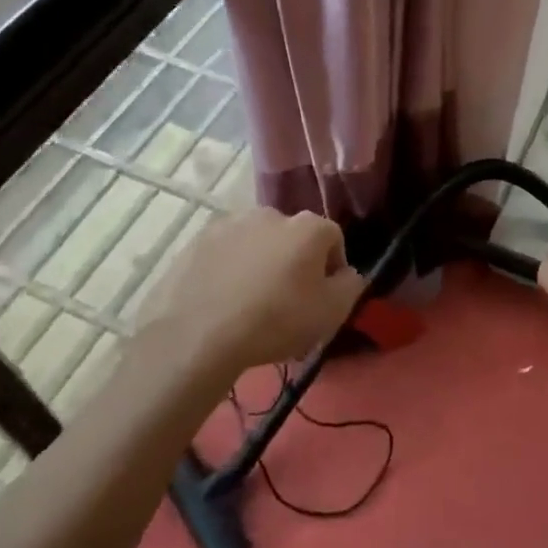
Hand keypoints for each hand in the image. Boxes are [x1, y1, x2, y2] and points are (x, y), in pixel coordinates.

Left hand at [141, 207, 364, 375]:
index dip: (333, 268)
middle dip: (294, 263)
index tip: (323, 298)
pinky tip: (221, 301)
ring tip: (250, 304)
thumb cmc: (275, 321)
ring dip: (260, 264)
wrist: (197, 334)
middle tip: (287, 302)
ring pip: (256, 243)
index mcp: (307, 226)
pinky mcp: (196, 241)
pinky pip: (224, 254)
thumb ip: (350, 286)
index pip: (333, 238)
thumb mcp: (331, 313)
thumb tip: (346, 274)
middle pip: (293, 237)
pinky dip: (228, 270)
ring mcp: (229, 223)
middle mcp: (270, 213)